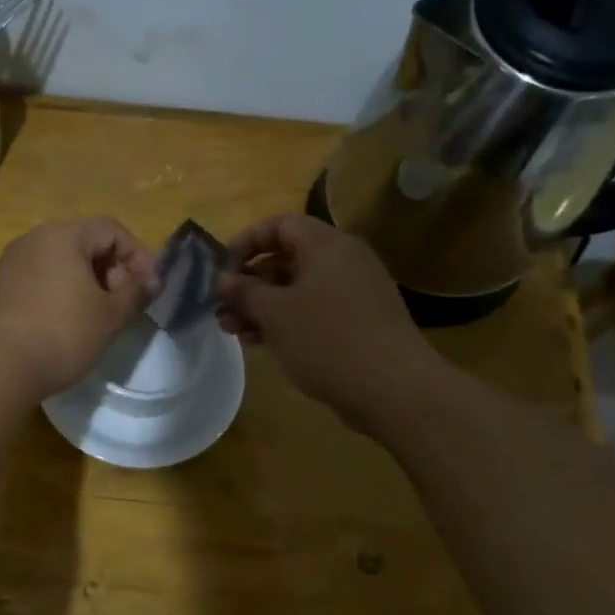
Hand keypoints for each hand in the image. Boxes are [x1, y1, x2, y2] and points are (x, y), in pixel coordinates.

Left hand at [0, 218, 156, 398]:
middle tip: (122, 304)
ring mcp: (6, 265)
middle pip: (81, 243)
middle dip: (109, 270)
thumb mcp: (109, 316)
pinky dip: (54, 296)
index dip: (138, 255)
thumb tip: (150, 281)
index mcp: (62, 235)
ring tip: (94, 317)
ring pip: (55, 264)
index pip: (111, 229)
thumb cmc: (62, 334)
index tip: (149, 288)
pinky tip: (59, 326)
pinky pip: (33, 283)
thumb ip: (134, 293)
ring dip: (81, 284)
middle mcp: (31, 240)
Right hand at [216, 214, 443, 429]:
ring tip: (232, 330)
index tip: (221, 268)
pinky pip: (313, 311)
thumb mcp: (275, 313)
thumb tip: (222, 279)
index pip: (280, 225)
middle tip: (221, 306)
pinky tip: (261, 342)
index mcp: (327, 246)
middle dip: (250, 282)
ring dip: (262, 306)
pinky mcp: (358, 323)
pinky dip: (286, 321)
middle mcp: (343, 262)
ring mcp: (353, 294)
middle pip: (287, 259)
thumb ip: (244, 292)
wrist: (393, 389)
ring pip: (297, 289)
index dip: (247, 241)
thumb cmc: (327, 339)